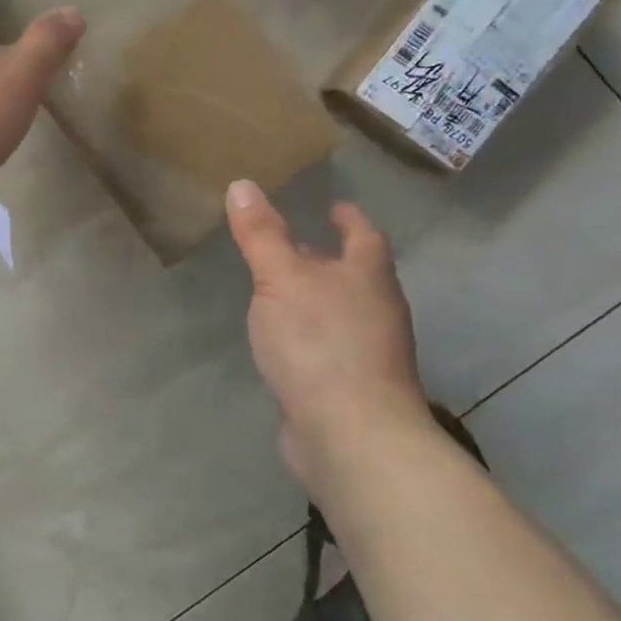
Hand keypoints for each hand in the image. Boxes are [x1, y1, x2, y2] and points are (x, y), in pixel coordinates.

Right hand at [226, 181, 433, 491]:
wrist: (352, 436)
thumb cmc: (319, 342)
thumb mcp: (280, 278)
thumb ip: (261, 234)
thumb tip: (242, 184)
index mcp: (368, 277)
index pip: (364, 236)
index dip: (349, 219)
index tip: (335, 206)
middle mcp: (378, 311)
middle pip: (356, 275)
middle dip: (328, 259)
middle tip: (295, 246)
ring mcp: (371, 354)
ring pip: (343, 313)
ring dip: (318, 299)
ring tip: (282, 292)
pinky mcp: (353, 389)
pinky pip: (331, 349)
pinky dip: (311, 337)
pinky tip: (284, 344)